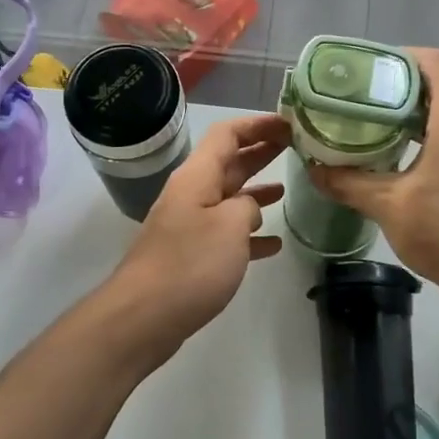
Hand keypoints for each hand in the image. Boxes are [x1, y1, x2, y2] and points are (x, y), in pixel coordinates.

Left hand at [106, 113, 288, 348]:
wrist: (144, 315)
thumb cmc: (190, 263)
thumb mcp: (230, 226)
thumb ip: (248, 206)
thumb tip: (249, 207)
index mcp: (197, 176)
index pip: (227, 134)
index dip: (257, 124)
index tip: (288, 123)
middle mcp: (192, 194)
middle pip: (229, 163)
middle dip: (259, 152)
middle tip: (293, 147)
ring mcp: (190, 226)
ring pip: (229, 199)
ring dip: (256, 192)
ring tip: (287, 188)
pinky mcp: (192, 256)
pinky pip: (226, 235)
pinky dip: (249, 234)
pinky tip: (273, 244)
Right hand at [310, 49, 438, 295]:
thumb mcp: (387, 204)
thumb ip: (348, 183)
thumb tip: (314, 170)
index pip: (433, 63)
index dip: (401, 57)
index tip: (369, 71)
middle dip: (400, 92)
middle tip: (361, 105)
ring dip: (415, 121)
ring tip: (376, 134)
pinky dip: (431, 144)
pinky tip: (405, 168)